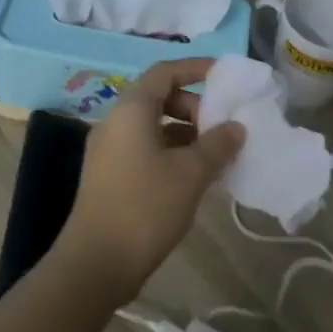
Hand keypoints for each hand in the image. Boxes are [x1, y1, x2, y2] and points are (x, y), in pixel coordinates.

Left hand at [56, 59, 244, 302]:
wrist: (96, 262)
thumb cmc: (146, 206)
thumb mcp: (191, 173)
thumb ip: (217, 144)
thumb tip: (236, 126)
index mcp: (131, 110)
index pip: (165, 72)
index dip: (195, 69)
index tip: (224, 77)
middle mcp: (115, 123)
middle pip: (158, 98)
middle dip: (194, 107)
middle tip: (221, 128)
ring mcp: (109, 151)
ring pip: (153, 127)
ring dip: (186, 134)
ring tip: (215, 157)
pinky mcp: (109, 176)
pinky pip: (145, 149)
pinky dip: (172, 153)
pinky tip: (194, 178)